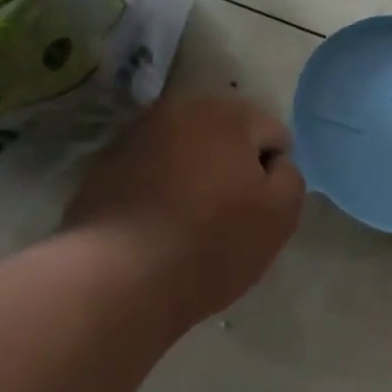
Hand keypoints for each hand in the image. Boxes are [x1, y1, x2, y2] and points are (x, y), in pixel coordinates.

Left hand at [65, 96, 304, 324]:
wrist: (118, 279)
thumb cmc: (213, 241)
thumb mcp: (281, 213)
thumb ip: (290, 176)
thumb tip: (273, 165)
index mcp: (228, 115)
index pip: (274, 134)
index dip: (274, 173)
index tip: (260, 208)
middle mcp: (179, 111)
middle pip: (226, 136)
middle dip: (233, 166)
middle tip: (230, 213)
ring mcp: (134, 137)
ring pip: (186, 152)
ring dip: (196, 175)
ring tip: (190, 222)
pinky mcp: (102, 168)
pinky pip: (150, 171)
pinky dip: (160, 189)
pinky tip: (157, 226)